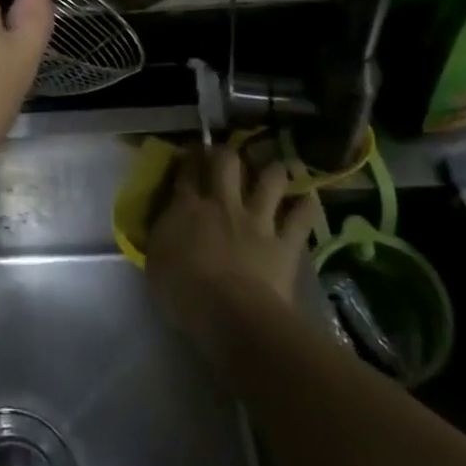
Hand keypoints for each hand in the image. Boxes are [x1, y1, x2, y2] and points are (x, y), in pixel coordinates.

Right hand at [148, 145, 314, 369]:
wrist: (232, 314)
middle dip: (226, 154)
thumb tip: (167, 224)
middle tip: (226, 156)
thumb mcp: (157, 262)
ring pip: (270, 180)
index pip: (186, 171)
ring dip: (273, 172)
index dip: (189, 157)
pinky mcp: (284, 242)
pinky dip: (306, 207)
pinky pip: (301, 218)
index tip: (191, 151)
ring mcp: (256, 220)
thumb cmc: (183, 293)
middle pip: (226, 162)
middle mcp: (222, 204)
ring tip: (275, 168)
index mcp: (186, 208)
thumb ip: (163, 236)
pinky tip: (309, 200)